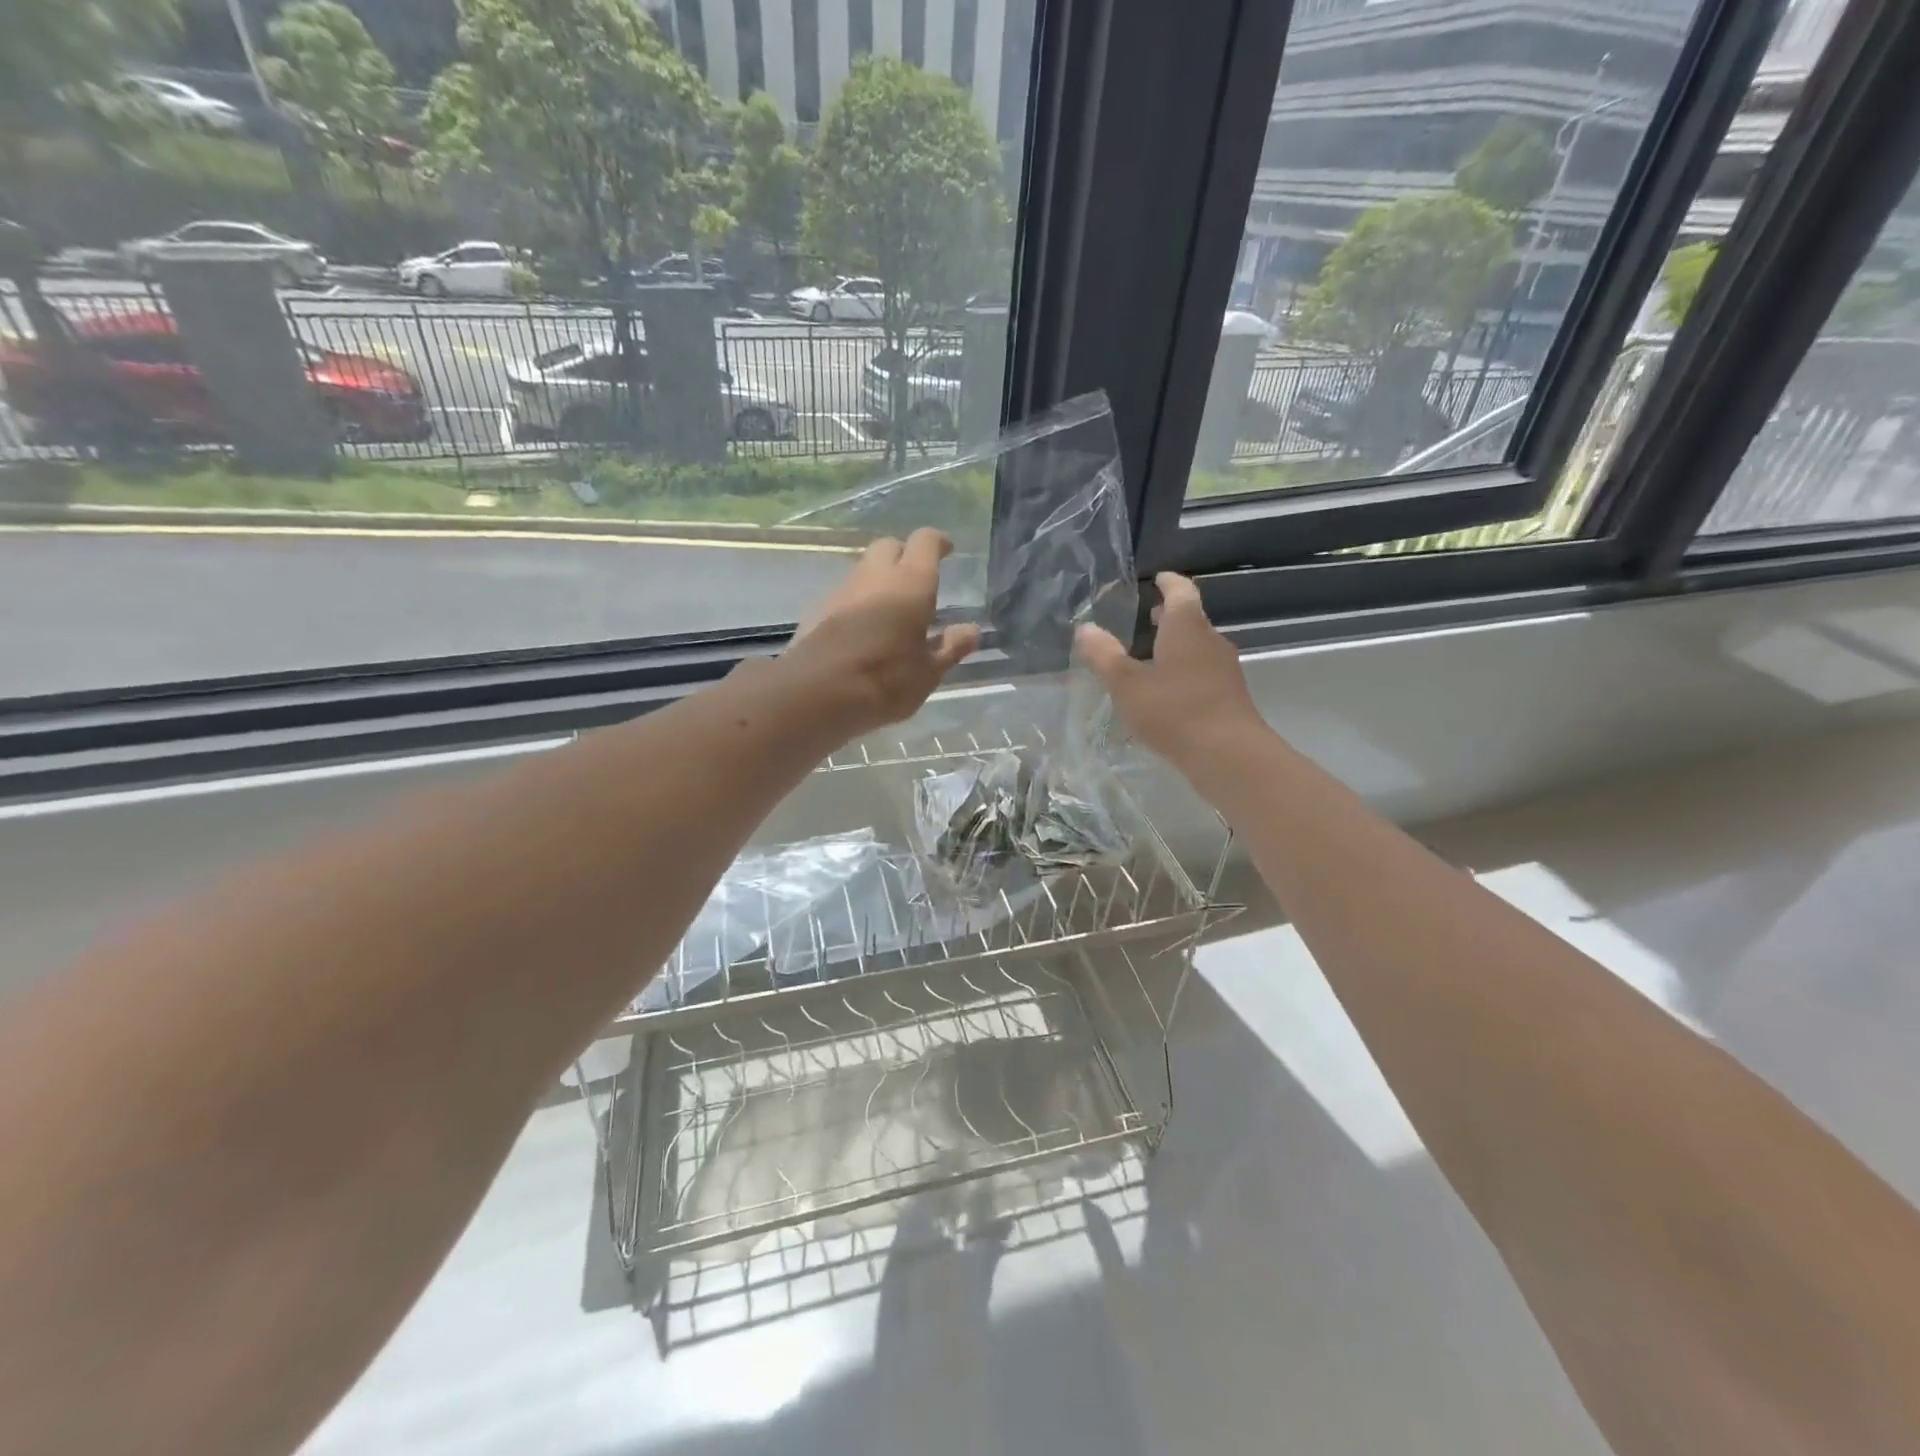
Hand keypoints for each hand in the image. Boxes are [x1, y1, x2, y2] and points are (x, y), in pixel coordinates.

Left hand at [782, 529, 980, 738]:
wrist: (815, 694)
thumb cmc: (884, 681)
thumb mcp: (928, 673)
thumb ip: (950, 648)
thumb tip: (971, 630)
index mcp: (911, 583)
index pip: (925, 541)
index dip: (938, 542)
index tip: (947, 550)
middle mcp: (875, 576)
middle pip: (889, 546)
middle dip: (905, 555)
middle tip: (917, 580)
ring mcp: (842, 590)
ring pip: (864, 569)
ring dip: (879, 579)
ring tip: (891, 610)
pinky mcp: (817, 609)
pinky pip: (844, 594)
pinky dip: (858, 602)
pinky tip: (863, 630)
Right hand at [1075, 572, 1262, 766]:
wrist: (1229, 755)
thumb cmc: (1174, 711)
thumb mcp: (1127, 685)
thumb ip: (1104, 656)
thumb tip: (1084, 628)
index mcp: (1186, 628)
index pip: (1180, 591)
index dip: (1167, 582)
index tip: (1156, 578)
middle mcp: (1210, 641)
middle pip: (1191, 618)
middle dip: (1168, 615)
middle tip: (1146, 617)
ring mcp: (1224, 669)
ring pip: (1198, 646)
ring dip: (1177, 645)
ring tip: (1150, 655)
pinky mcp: (1230, 695)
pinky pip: (1204, 671)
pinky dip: (1185, 670)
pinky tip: (1168, 691)